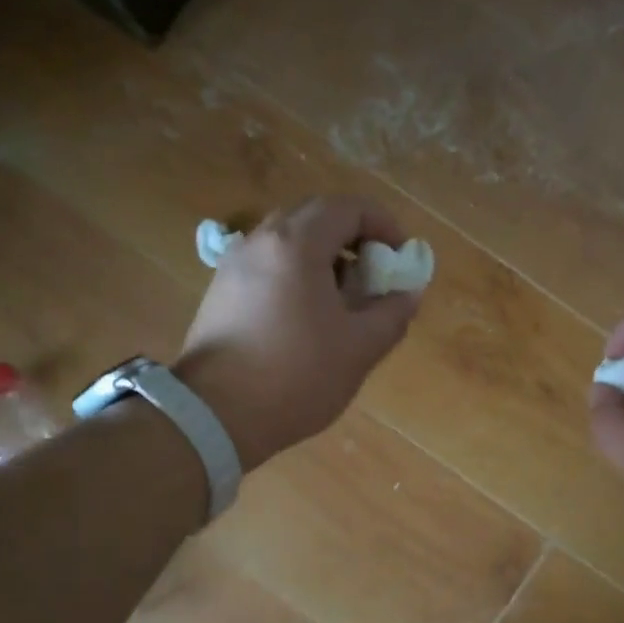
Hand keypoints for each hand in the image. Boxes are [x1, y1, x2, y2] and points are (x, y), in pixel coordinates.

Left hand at [174, 196, 420, 470]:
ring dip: (325, 259)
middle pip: (316, 218)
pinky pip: (268, 266)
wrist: (215, 415)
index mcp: (296, 243)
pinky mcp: (220, 292)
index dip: (384, 225)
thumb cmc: (296, 376)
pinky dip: (297, 276)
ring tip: (344, 302)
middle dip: (354, 240)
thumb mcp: (360, 347)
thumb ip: (393, 312)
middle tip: (375, 277)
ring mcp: (234, 265)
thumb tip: (408, 292)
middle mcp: (260, 241)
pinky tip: (307, 319)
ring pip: (289, 243)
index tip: (401, 258)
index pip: (349, 207)